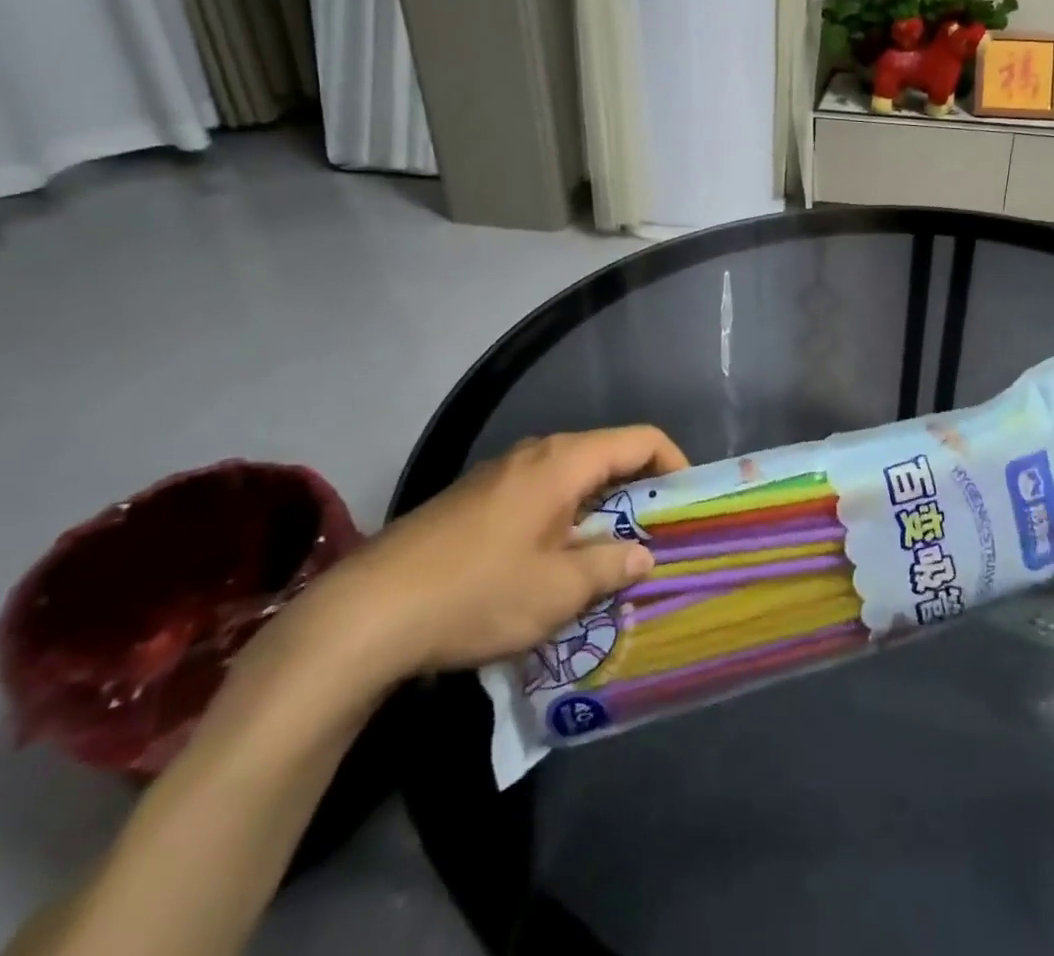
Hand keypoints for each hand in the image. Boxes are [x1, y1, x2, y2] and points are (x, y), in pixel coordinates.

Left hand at [327, 427, 686, 681]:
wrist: (366, 613)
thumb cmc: (477, 593)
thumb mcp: (558, 591)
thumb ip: (611, 566)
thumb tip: (643, 555)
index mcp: (564, 461)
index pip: (641, 440)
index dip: (675, 464)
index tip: (687, 506)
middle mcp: (535, 454)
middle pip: (607, 456)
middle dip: (639, 494)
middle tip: (655, 540)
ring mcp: (500, 474)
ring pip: (571, 479)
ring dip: (600, 511)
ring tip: (609, 559)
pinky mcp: (473, 500)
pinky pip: (539, 495)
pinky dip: (564, 519)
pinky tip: (553, 566)